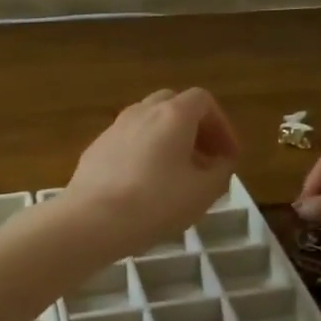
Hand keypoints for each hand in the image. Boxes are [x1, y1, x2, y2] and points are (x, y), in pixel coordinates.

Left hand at [65, 88, 239, 257]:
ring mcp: (115, 128)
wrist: (92, 220)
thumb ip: (221, 171)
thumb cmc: (156, 203)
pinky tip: (145, 185)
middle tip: (204, 159)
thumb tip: (221, 161)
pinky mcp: (96, 148)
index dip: (222, 125)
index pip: (203, 101)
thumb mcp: (203, 192)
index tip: (228, 156)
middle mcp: (142, 111)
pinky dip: (145, 153)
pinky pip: (129, 141)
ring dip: (168, 140)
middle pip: (174, 105)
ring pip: (148, 122)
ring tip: (176, 174)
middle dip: (194, 128)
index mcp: (173, 114)